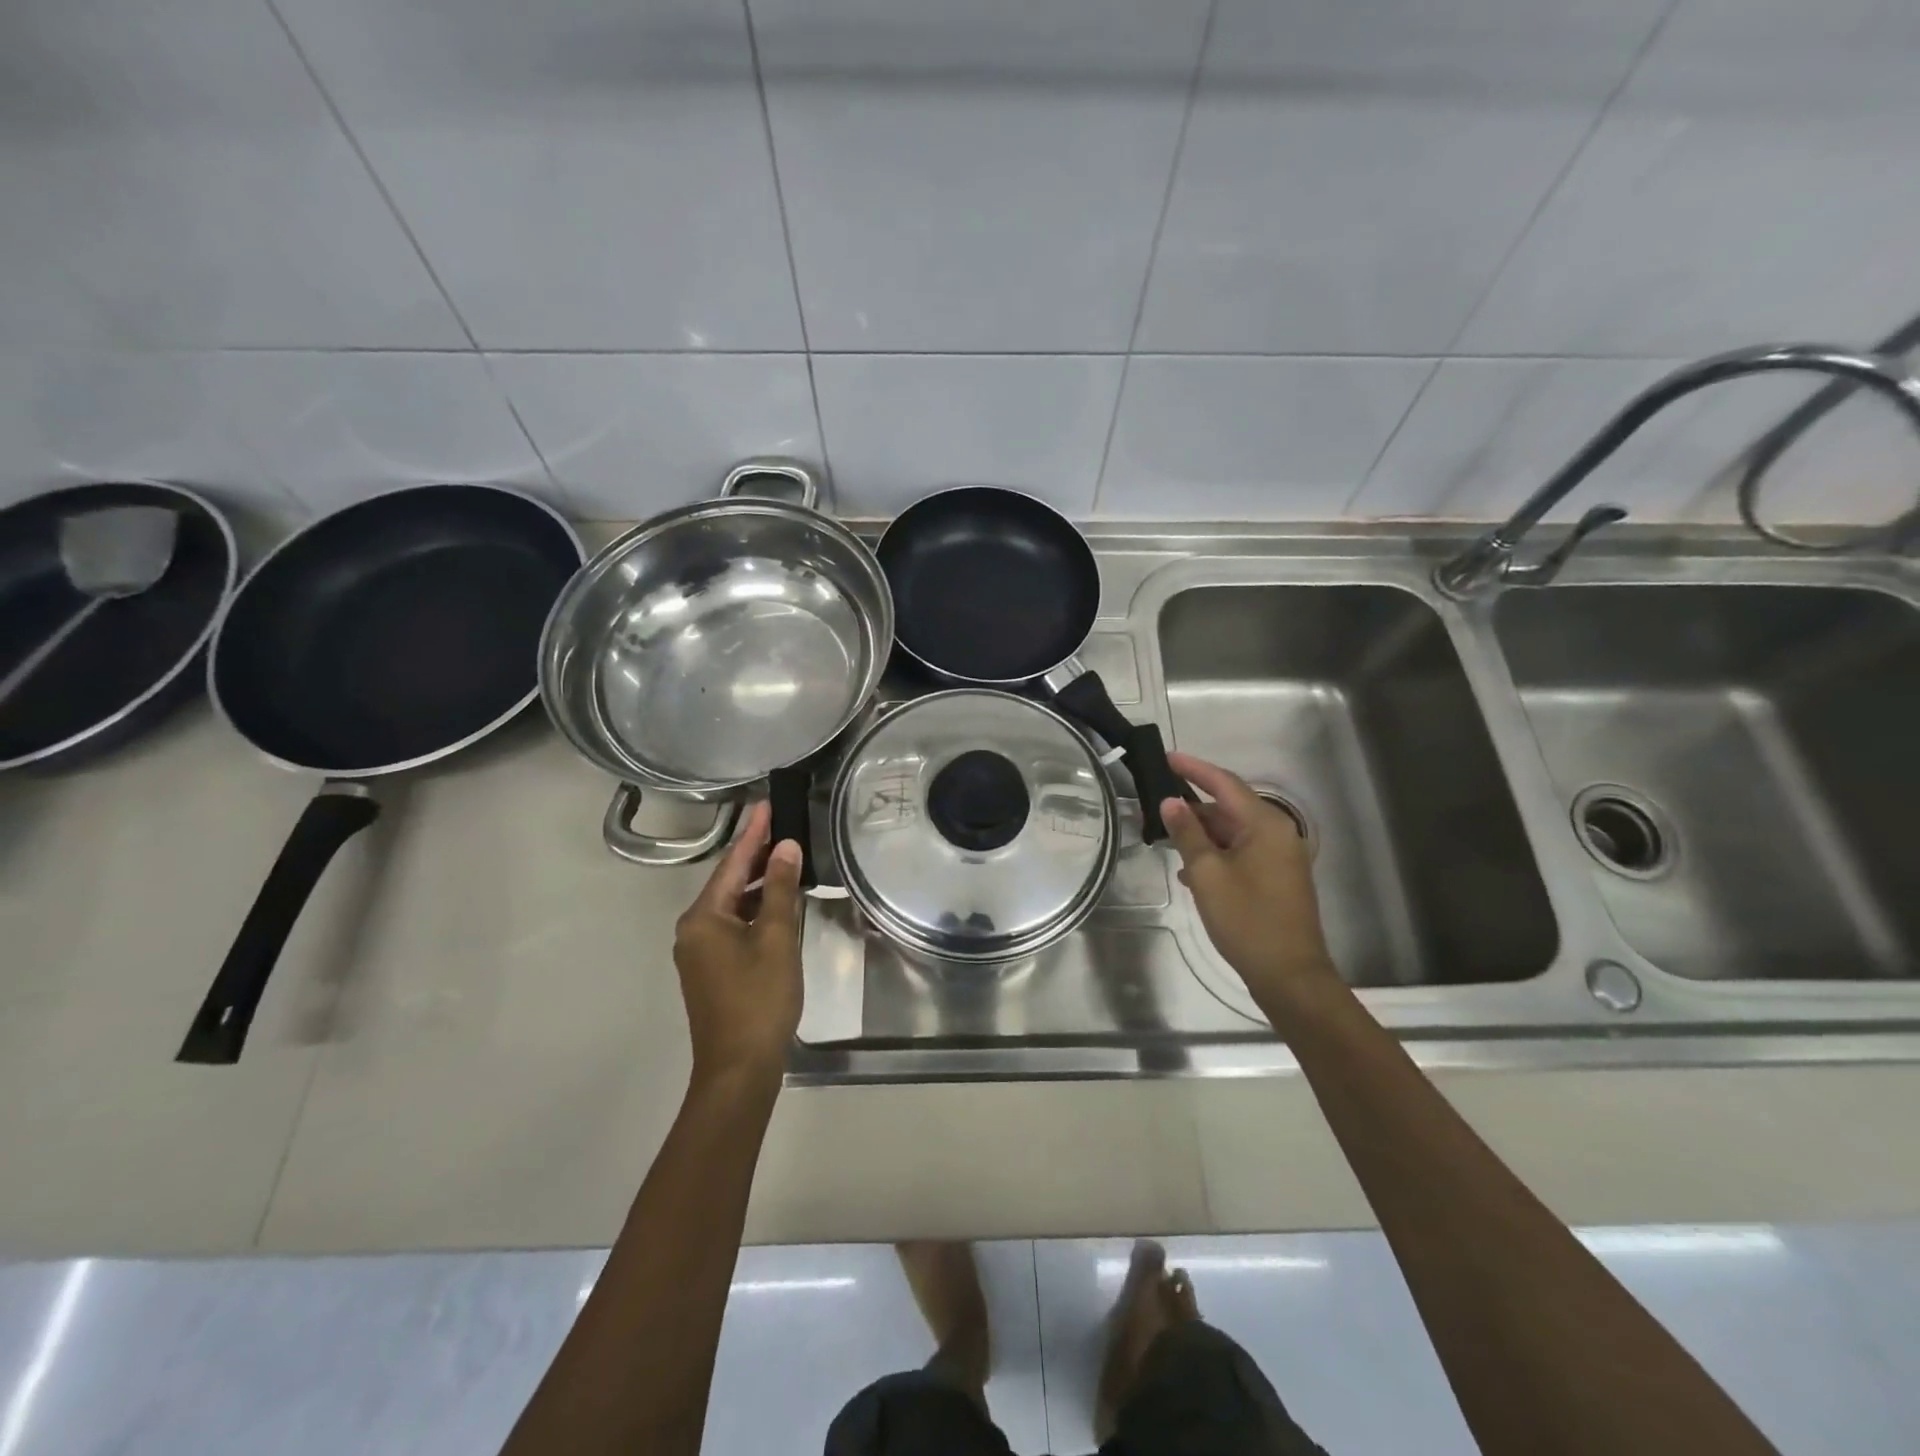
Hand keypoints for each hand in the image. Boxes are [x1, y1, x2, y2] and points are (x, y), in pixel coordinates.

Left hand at [673, 803, 803, 1091]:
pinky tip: (778, 903)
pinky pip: (733, 925)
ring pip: (732, 905)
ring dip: (759, 884)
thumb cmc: (758, 999)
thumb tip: (785, 847)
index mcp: (703, 917)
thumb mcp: (776, 938)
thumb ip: (780, 889)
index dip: (754, 833)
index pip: (732, 862)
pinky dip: (755, 910)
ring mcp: (700, 952)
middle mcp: (693, 929)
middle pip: (729, 881)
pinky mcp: (711, 970)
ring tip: (788, 858)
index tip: (768, 803)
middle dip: (756, 855)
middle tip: (784, 825)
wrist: (738, 1068)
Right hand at [1161, 753, 1339, 1012]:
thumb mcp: (1207, 874)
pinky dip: (1214, 853)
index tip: (1165, 757)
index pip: (1224, 783)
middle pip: (1229, 806)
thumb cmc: (1247, 920)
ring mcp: (1279, 857)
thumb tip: (1170, 802)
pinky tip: (1187, 868)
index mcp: (1265, 825)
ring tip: (1163, 832)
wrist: (1289, 975)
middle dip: (1192, 804)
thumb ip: (1187, 834)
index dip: (1193, 768)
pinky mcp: (1275, 878)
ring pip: (1232, 831)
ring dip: (1200, 831)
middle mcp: (1277, 833)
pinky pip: (1240, 852)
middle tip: (1154, 800)